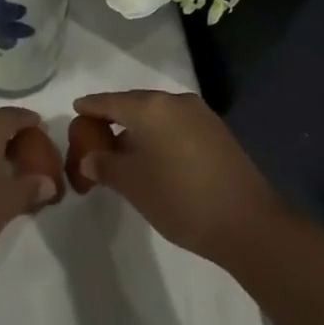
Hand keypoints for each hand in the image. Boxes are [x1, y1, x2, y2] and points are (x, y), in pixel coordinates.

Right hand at [69, 90, 281, 265]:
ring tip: (124, 150)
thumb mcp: (133, 185)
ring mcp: (200, 115)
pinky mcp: (218, 131)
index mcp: (150, 108)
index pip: (110, 102)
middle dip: (115, 117)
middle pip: (135, 104)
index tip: (76, 109)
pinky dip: (161, 134)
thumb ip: (106, 166)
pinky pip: (177, 124)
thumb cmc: (179, 199)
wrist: (247, 223)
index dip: (91, 107)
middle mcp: (175, 102)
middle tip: (96, 134)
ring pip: (158, 115)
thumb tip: (91, 158)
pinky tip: (155, 156)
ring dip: (139, 128)